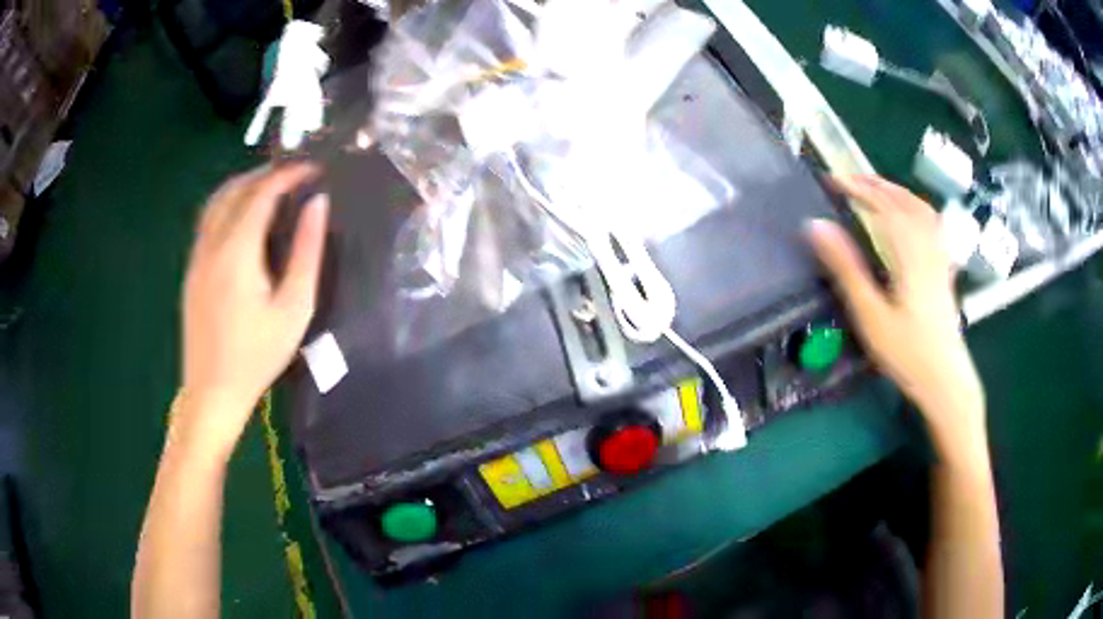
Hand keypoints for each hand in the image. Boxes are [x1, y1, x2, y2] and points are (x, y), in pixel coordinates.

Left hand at [179, 163, 328, 454]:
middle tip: (294, 174)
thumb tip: (317, 204)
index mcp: (237, 251)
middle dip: (265, 173)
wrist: (212, 392)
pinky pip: (207, 221)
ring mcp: (196, 257)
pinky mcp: (191, 271)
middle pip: (234, 190)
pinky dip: (228, 204)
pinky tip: (243, 217)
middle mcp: (211, 245)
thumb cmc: (257, 355)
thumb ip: (307, 252)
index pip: (262, 193)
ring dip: (243, 185)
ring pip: (215, 202)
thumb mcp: (294, 308)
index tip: (314, 168)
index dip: (289, 174)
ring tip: (270, 187)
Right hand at [806, 175, 984, 445]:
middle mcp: (928, 248)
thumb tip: (817, 227)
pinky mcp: (945, 271)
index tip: (833, 180)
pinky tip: (911, 217)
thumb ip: (846, 269)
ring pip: (923, 211)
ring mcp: (940, 259)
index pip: (884, 206)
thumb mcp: (871, 315)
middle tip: (851, 180)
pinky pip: (934, 226)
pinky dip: (918, 210)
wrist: (946, 381)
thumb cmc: (908, 353)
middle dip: (877, 185)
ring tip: (877, 189)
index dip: (859, 189)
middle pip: (906, 202)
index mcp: (909, 254)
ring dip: (898, 192)